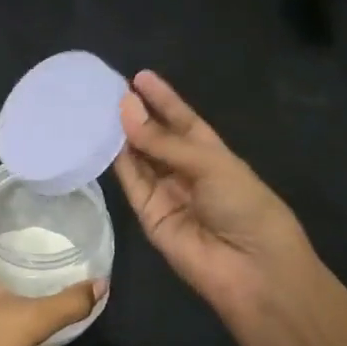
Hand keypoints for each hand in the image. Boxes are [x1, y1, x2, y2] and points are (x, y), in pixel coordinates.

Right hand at [113, 71, 319, 328]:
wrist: (251, 269)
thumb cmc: (245, 206)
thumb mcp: (210, 164)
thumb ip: (163, 141)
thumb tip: (125, 107)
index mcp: (212, 154)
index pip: (183, 120)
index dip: (163, 99)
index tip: (139, 76)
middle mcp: (186, 171)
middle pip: (156, 137)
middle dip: (136, 114)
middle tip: (105, 89)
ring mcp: (166, 193)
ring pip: (138, 157)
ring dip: (120, 134)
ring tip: (95, 107)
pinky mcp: (147, 215)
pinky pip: (129, 182)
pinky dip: (114, 161)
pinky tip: (98, 138)